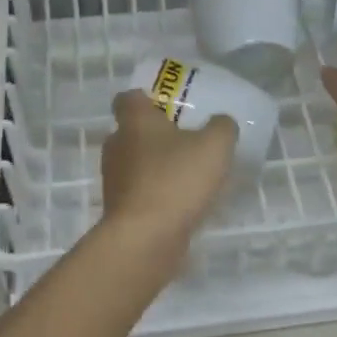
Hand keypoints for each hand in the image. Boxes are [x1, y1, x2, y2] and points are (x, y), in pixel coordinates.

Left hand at [99, 90, 237, 248]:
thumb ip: (222, 127)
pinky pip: (141, 193)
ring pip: (136, 164)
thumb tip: (220, 123)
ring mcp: (115, 180)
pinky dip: (158, 194)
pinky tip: (183, 203)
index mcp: (134, 121)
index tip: (168, 106)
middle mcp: (117, 146)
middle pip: (132, 132)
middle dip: (157, 135)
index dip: (146, 98)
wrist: (145, 238)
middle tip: (188, 140)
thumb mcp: (215, 146)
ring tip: (190, 175)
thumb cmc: (176, 180)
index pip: (127, 98)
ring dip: (158, 166)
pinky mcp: (120, 210)